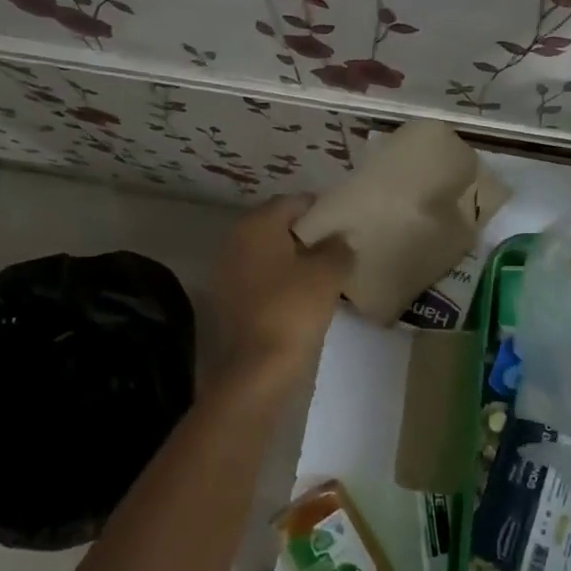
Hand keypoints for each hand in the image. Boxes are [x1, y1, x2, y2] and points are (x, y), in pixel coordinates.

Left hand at [212, 196, 353, 379]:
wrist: (258, 368)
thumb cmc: (294, 309)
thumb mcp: (329, 273)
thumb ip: (339, 247)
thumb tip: (340, 239)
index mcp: (256, 225)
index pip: (293, 202)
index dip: (320, 210)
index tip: (344, 223)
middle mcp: (235, 241)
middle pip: (277, 227)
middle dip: (307, 234)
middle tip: (337, 247)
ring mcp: (227, 273)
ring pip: (268, 254)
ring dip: (294, 259)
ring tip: (324, 273)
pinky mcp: (228, 301)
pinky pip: (260, 279)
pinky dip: (280, 281)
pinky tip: (303, 296)